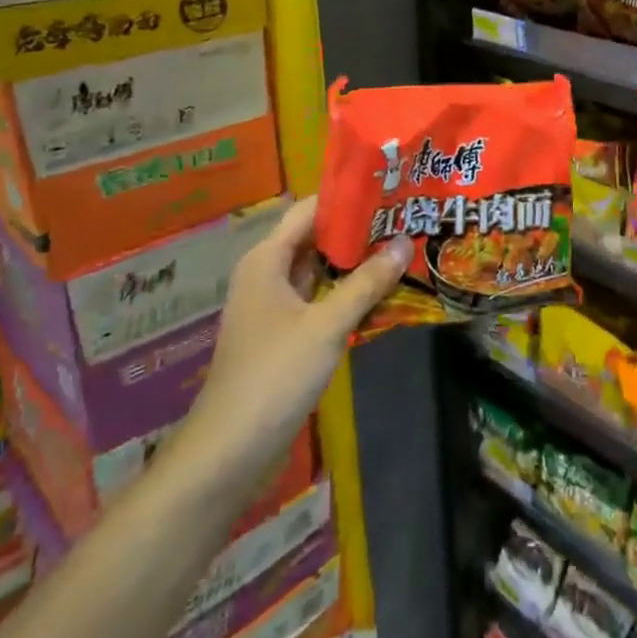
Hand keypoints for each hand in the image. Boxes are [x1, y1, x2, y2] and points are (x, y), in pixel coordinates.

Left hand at [174, 197, 409, 483]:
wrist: (230, 450)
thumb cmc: (274, 375)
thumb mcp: (327, 324)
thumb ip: (366, 283)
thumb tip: (405, 241)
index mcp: (267, 261)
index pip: (309, 211)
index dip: (345, 197)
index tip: (388, 186)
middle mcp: (267, 276)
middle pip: (316, 239)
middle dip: (358, 230)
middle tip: (406, 217)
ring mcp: (275, 308)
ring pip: (320, 272)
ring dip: (356, 264)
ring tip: (403, 248)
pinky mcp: (285, 336)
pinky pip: (320, 301)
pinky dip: (347, 294)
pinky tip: (383, 293)